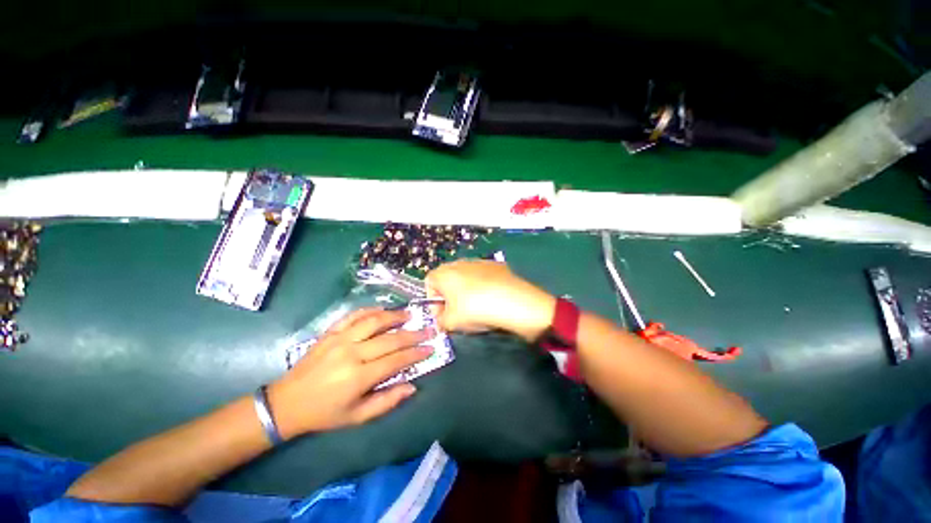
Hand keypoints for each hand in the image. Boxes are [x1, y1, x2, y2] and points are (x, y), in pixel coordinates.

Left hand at [267, 308, 432, 438]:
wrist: (286, 403)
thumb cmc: (325, 413)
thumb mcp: (357, 416)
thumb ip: (387, 401)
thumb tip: (412, 386)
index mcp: (359, 377)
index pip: (396, 360)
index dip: (416, 353)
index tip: (430, 347)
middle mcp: (352, 353)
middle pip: (390, 339)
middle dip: (413, 334)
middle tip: (428, 330)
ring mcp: (340, 339)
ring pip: (374, 321)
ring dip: (394, 316)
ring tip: (409, 314)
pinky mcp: (330, 332)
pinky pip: (354, 315)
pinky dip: (370, 310)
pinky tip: (382, 310)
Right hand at [426, 260, 556, 341]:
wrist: (514, 302)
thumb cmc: (476, 310)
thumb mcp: (452, 323)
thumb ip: (440, 321)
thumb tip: (442, 320)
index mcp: (445, 273)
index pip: (429, 282)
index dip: (433, 300)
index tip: (442, 315)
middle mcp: (460, 263)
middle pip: (448, 279)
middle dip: (449, 296)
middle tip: (457, 313)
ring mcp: (480, 262)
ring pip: (466, 277)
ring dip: (466, 291)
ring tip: (477, 307)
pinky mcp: (497, 265)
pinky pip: (483, 277)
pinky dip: (482, 287)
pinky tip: (492, 299)